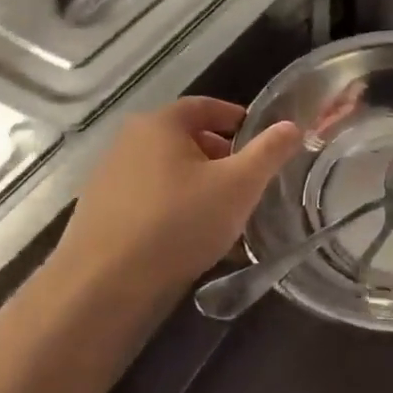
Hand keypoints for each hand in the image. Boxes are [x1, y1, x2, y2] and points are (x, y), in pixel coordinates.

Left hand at [51, 97, 300, 314]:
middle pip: (185, 139)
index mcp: (160, 124)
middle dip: (220, 157)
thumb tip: (292, 126)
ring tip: (225, 215)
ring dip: (198, 186)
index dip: (236, 119)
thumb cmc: (178, 222)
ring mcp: (109, 178)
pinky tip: (191, 240)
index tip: (260, 139)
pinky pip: (149, 200)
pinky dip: (174, 209)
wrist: (104, 285)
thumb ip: (269, 152)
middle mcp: (129, 142)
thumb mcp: (238, 186)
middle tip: (247, 181)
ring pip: (167, 173)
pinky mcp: (100, 213)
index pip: (205, 106)